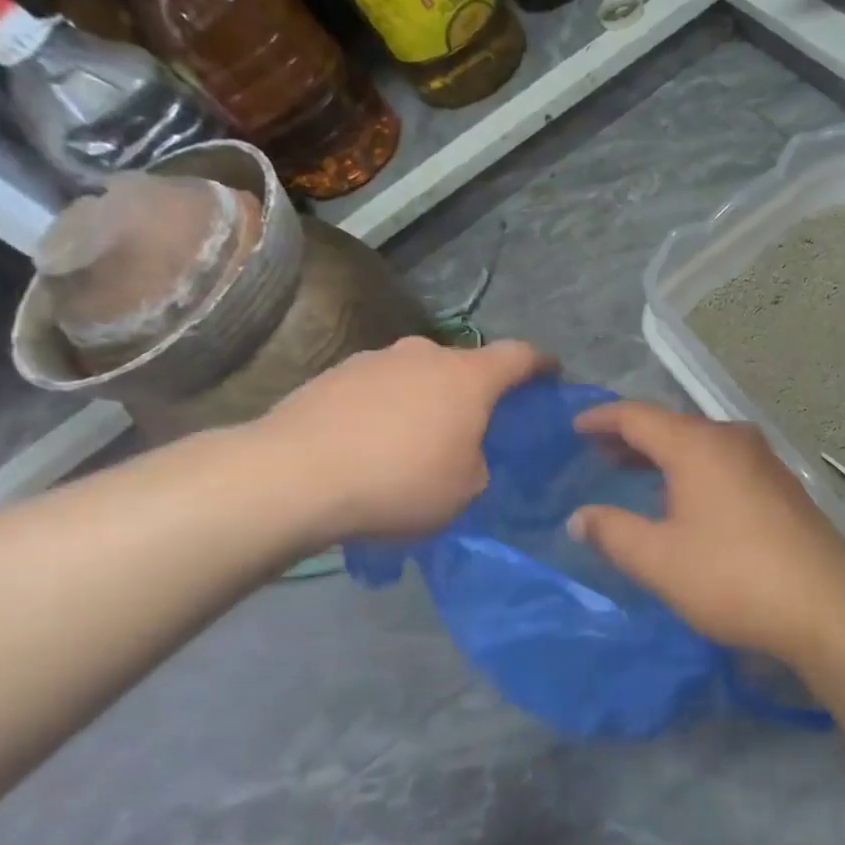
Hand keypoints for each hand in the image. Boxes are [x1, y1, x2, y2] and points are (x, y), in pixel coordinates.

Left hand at [252, 337, 548, 543]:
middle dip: (474, 391)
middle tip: (472, 426)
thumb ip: (478, 463)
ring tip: (412, 441)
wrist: (293, 476)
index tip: (551, 374)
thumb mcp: (464, 490)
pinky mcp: (333, 375)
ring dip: (425, 400)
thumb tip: (463, 453)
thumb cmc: (399, 482)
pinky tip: (370, 446)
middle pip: (463, 366)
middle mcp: (424, 354)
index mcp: (467, 377)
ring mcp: (374, 360)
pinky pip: (376, 389)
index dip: (541, 364)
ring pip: (417, 375)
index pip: (519, 356)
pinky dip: (384, 410)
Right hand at [568, 401, 844, 668]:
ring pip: (701, 444)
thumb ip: (613, 532)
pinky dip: (694, 469)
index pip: (637, 416)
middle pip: (672, 426)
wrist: (826, 603)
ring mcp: (763, 460)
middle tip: (599, 453)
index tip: (575, 428)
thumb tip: (579, 518)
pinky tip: (687, 499)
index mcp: (697, 445)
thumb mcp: (659, 559)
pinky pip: (725, 462)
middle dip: (633, 438)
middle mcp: (732, 439)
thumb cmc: (731, 575)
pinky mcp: (782, 484)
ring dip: (665, 455)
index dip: (602, 419)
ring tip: (636, 474)